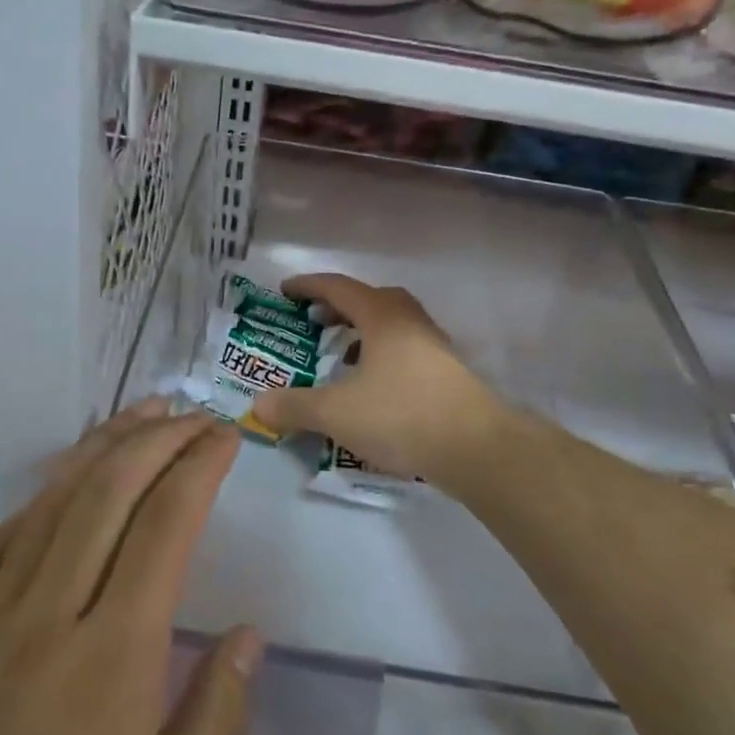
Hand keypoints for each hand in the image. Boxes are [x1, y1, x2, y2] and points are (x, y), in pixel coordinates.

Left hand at [0, 402, 259, 734]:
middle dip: (157, 439)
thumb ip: (209, 731)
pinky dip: (35, 500)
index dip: (200, 468)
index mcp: (110, 665)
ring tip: (140, 417)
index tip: (229, 436)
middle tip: (196, 412)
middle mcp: (46, 620)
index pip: (164, 529)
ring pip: (51, 505)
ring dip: (100, 450)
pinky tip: (54, 492)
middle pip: (106, 494)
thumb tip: (249, 636)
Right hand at [250, 273, 510, 484]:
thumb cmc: (401, 415)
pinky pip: (405, 350)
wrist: (477, 448)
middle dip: (339, 307)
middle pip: (370, 300)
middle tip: (314, 321)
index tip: (285, 291)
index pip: (339, 287)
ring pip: (391, 326)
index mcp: (382, 316)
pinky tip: (371, 387)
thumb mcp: (336, 413)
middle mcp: (410, 322)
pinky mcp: (447, 374)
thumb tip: (258, 405)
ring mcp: (434, 347)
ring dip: (363, 333)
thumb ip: (294, 406)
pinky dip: (381, 356)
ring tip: (340, 355)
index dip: (309, 286)